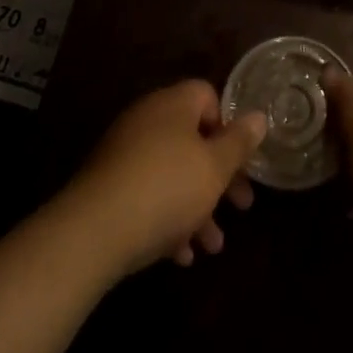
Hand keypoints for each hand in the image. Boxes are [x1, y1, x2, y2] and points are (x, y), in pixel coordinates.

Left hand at [60, 80, 267, 277]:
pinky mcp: (108, 187)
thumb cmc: (166, 189)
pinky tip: (180, 255)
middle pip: (193, 140)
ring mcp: (124, 153)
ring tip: (213, 246)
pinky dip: (167, 219)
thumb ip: (239, 142)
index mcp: (174, 104)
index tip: (241, 160)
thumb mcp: (215, 167)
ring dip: (196, 207)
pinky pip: (147, 195)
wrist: (93, 232)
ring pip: (172, 174)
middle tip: (241, 207)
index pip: (208, 97)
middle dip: (219, 177)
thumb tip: (259, 116)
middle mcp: (148, 120)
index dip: (228, 126)